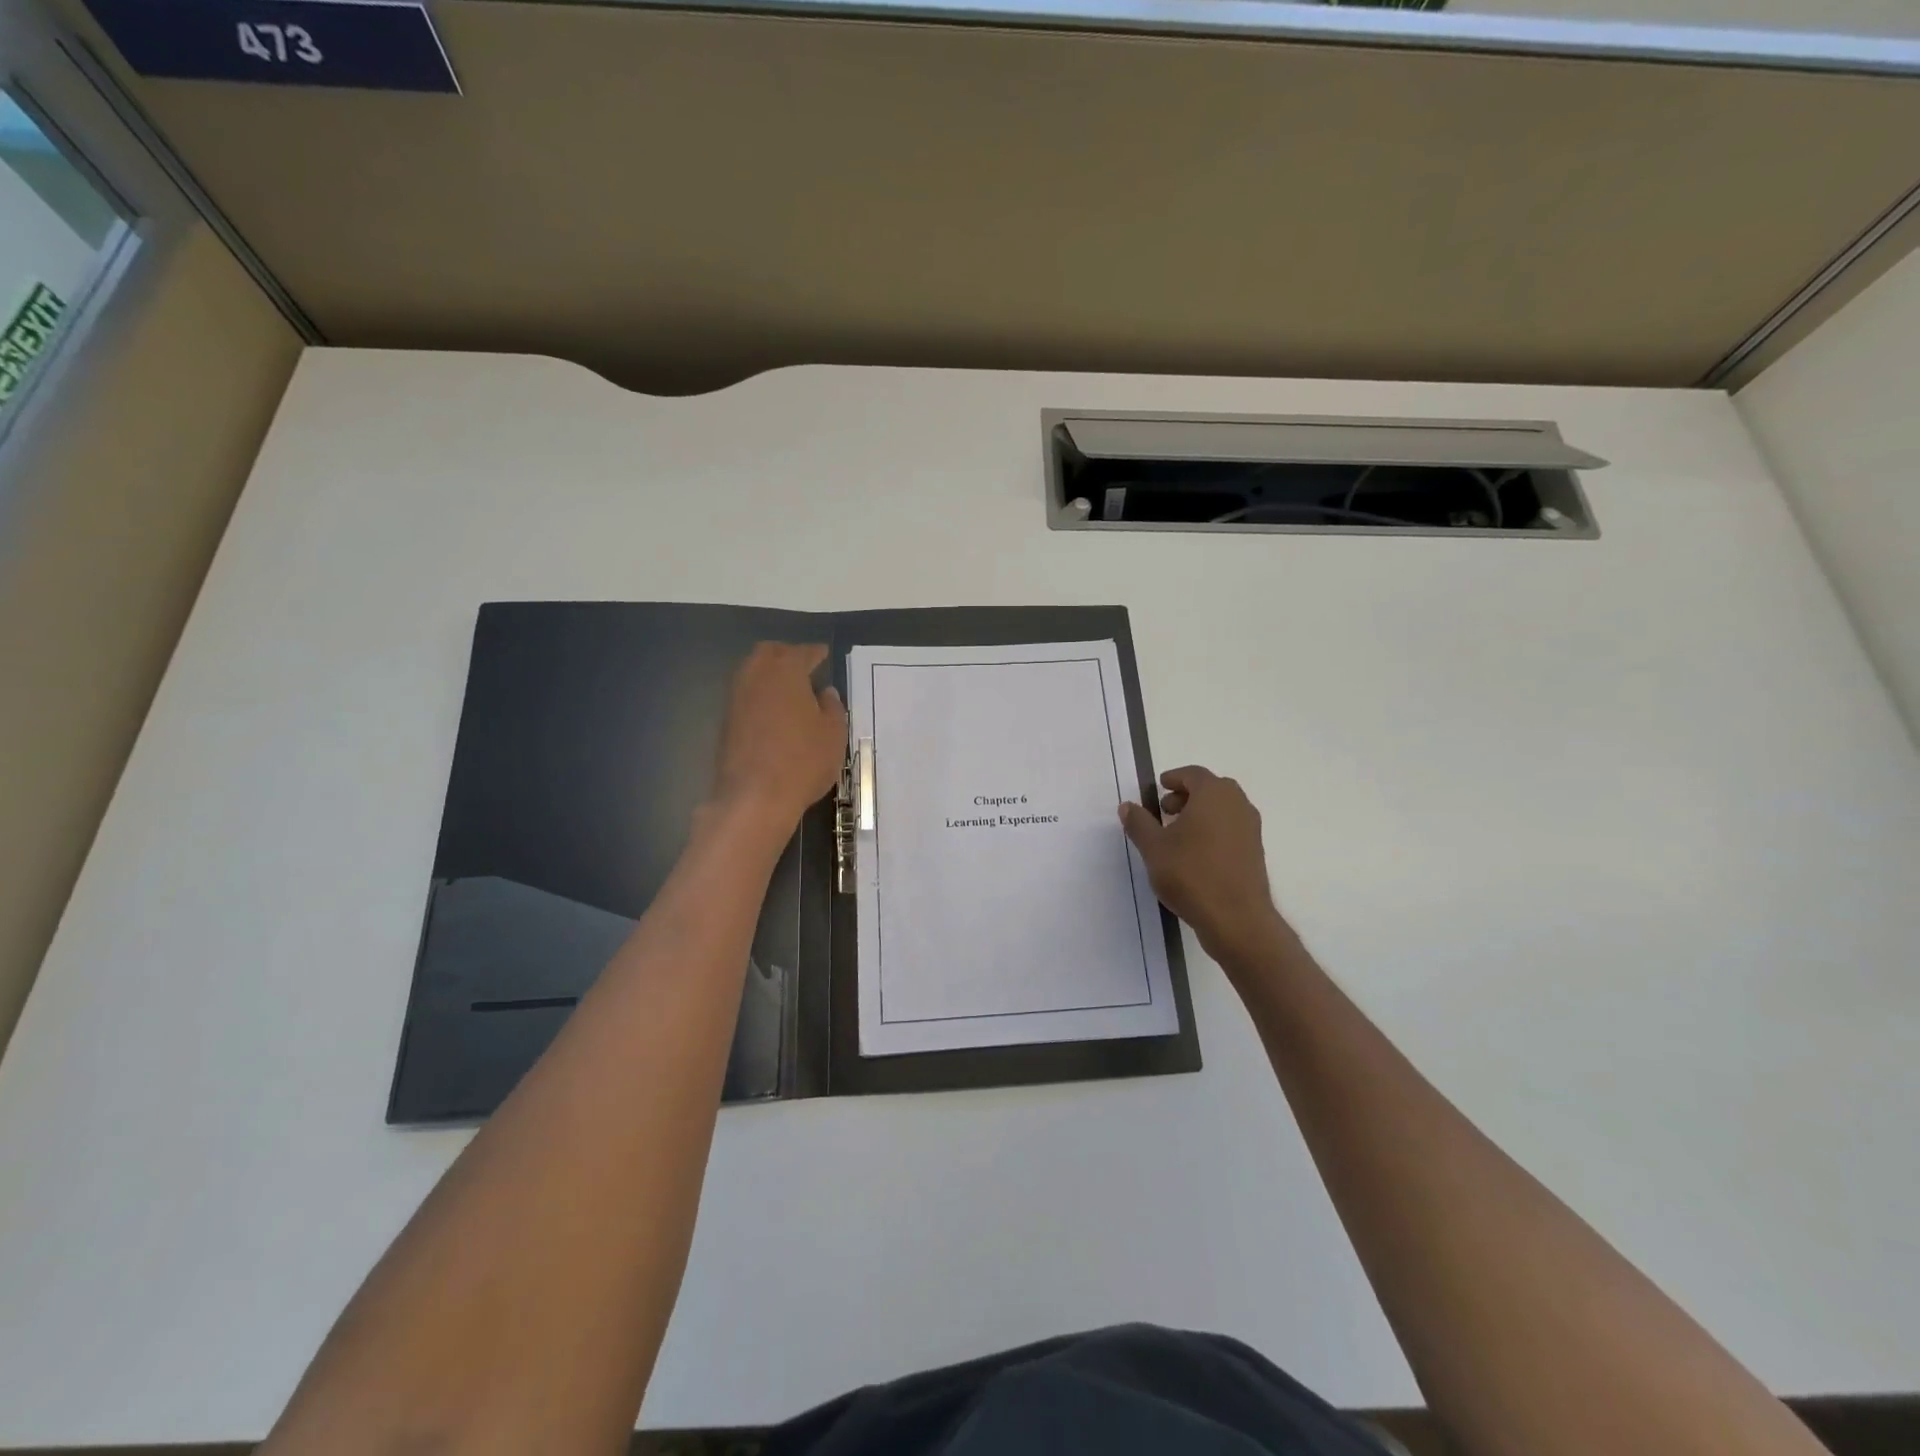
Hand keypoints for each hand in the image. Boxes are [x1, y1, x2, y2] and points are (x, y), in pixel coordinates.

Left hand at [708, 643, 847, 835]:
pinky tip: (774, 711)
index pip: (803, 652)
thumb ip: (832, 707)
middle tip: (804, 667)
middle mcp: (756, 676)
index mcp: (786, 671)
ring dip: (770, 674)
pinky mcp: (726, 721)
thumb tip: (825, 693)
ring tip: (790, 689)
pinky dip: (760, 695)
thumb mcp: (833, 734)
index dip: (815, 653)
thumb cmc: (803, 760)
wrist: (755, 798)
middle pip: (769, 653)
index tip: (824, 655)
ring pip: (752, 672)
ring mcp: (736, 698)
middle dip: (787, 655)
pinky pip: (746, 695)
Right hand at [1120, 766, 1292, 967]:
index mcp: (1214, 794)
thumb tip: (1128, 806)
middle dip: (1187, 795)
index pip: (1194, 774)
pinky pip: (1231, 828)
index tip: (1159, 787)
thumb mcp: (1153, 848)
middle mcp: (1237, 804)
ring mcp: (1251, 828)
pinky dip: (1214, 830)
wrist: (1236, 918)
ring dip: (1201, 813)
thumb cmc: (1191, 874)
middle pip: (1211, 789)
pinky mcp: (1256, 852)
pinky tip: (1195, 854)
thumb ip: (1139, 823)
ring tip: (1177, 834)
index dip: (1174, 778)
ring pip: (1223, 809)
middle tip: (1165, 810)